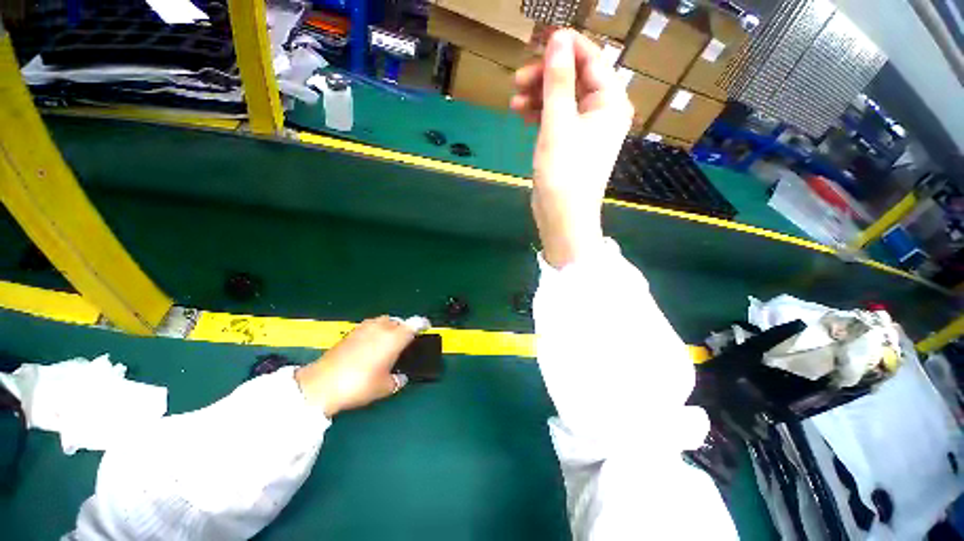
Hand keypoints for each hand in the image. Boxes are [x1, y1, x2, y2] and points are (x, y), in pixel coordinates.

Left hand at [295, 316, 419, 417]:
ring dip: (389, 328)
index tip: (426, 328)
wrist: (322, 384)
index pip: (415, 324)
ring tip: (388, 342)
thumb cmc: (359, 384)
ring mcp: (365, 327)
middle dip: (404, 328)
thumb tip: (400, 378)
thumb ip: (396, 380)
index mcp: (395, 338)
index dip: (423, 324)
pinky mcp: (351, 332)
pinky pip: (370, 326)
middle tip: (405, 341)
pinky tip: (370, 345)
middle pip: (399, 321)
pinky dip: (375, 331)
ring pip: (384, 321)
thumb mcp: (383, 387)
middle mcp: (382, 328)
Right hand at [511, 30, 633, 268]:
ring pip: (562, 98)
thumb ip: (558, 80)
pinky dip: (539, 113)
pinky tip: (521, 112)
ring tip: (514, 98)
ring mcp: (585, 129)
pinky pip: (556, 118)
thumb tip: (558, 39)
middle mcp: (602, 112)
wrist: (562, 216)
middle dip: (547, 75)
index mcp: (610, 102)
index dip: (566, 47)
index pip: (592, 60)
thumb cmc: (565, 171)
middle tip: (519, 78)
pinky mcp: (569, 143)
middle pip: (575, 78)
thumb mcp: (559, 123)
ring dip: (539, 94)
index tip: (538, 42)